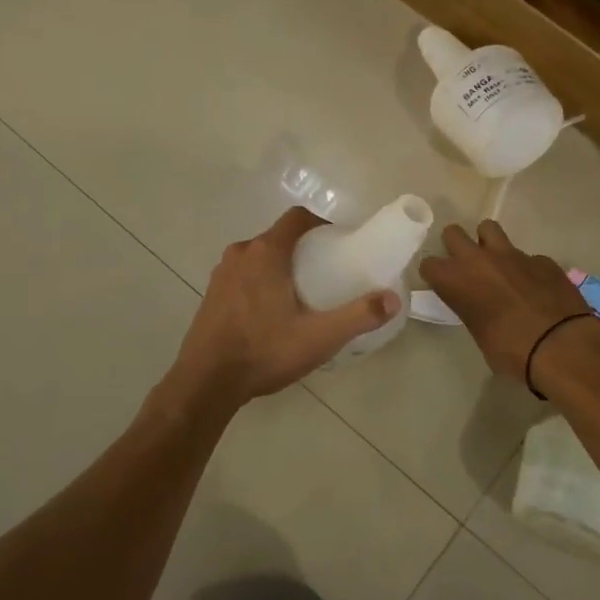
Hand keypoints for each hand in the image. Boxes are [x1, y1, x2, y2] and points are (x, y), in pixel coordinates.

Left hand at [169, 208, 400, 408]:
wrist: (206, 382)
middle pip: (278, 237)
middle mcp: (241, 254)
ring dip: (280, 266)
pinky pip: (243, 275)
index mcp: (266, 252)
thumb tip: (393, 299)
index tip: (339, 244)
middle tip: (326, 273)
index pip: (297, 218)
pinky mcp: (211, 294)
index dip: (321, 224)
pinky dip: (260, 282)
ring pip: (258, 257)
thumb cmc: (264, 351)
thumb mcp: (319, 337)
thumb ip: (359, 316)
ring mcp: (221, 274)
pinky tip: (271, 312)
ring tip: (301, 294)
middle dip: (303, 249)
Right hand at [418, 221, 599, 384]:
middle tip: (466, 266)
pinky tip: (535, 286)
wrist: (561, 346)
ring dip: (488, 243)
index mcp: (456, 281)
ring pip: (488, 228)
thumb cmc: (511, 351)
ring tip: (497, 264)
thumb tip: (481, 307)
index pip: (429, 264)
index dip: (436, 274)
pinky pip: (526, 255)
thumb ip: (473, 311)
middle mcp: (478, 260)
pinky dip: (527, 267)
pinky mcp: (541, 259)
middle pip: (453, 233)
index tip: (443, 285)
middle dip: (456, 246)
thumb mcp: (480, 335)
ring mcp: (512, 254)